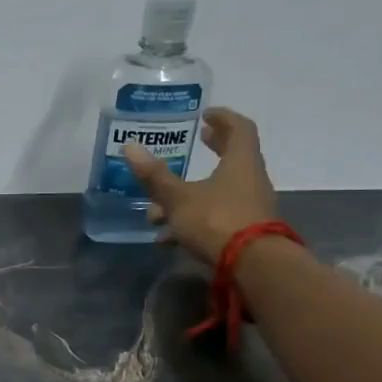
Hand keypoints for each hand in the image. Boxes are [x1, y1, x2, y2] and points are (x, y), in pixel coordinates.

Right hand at [122, 109, 277, 265]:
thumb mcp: (179, 198)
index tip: (206, 115)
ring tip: (157, 210)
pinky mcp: (245, 233)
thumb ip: (155, 176)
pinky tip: (167, 238)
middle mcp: (250, 180)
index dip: (223, 118)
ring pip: (218, 193)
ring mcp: (250, 208)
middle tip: (198, 142)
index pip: (239, 128)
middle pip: (232, 158)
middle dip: (212, 151)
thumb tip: (130, 147)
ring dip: (190, 195)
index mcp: (240, 162)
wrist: (252, 266)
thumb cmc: (216, 220)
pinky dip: (193, 221)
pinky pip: (216, 218)